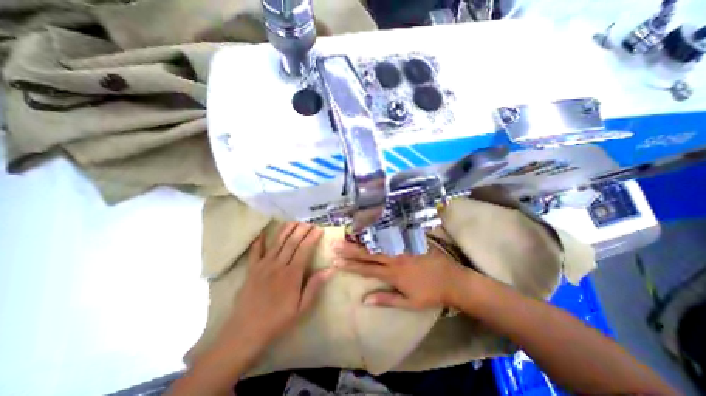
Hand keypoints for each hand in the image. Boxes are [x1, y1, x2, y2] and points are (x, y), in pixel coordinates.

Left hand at [218, 223, 334, 354]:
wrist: (246, 332)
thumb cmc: (278, 320)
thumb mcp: (301, 308)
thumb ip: (314, 287)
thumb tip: (330, 269)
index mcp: (292, 274)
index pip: (304, 249)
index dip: (312, 237)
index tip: (319, 229)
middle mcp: (278, 265)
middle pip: (292, 242)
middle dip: (301, 230)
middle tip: (309, 222)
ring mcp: (263, 265)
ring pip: (277, 242)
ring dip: (286, 230)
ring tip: (294, 221)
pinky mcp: (252, 269)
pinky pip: (255, 252)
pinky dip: (259, 241)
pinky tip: (263, 232)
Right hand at [334, 239, 467, 310]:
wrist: (452, 279)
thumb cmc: (430, 293)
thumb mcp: (408, 303)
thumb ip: (386, 299)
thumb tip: (364, 300)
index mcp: (393, 274)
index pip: (366, 269)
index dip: (350, 266)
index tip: (336, 262)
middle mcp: (394, 258)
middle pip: (368, 253)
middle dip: (349, 250)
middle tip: (335, 245)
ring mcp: (402, 247)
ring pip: (377, 242)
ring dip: (362, 238)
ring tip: (347, 234)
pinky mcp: (410, 240)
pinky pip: (392, 234)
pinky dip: (380, 231)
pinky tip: (371, 226)